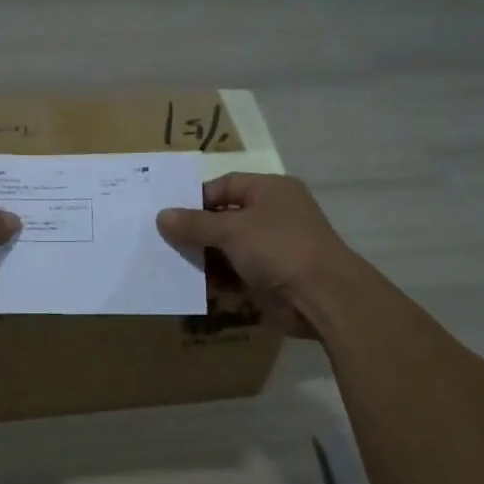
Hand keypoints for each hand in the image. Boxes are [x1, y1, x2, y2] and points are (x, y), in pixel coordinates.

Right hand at [156, 174, 359, 337]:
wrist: (323, 298)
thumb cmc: (278, 248)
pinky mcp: (269, 278)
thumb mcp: (231, 230)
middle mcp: (273, 215)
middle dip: (196, 232)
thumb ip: (194, 224)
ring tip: (171, 265)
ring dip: (203, 258)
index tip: (168, 215)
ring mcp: (272, 248)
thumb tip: (161, 216)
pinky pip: (235, 274)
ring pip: (228, 249)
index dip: (196, 199)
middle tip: (162, 242)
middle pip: (224, 218)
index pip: (225, 185)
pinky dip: (217, 280)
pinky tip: (192, 287)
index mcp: (270, 190)